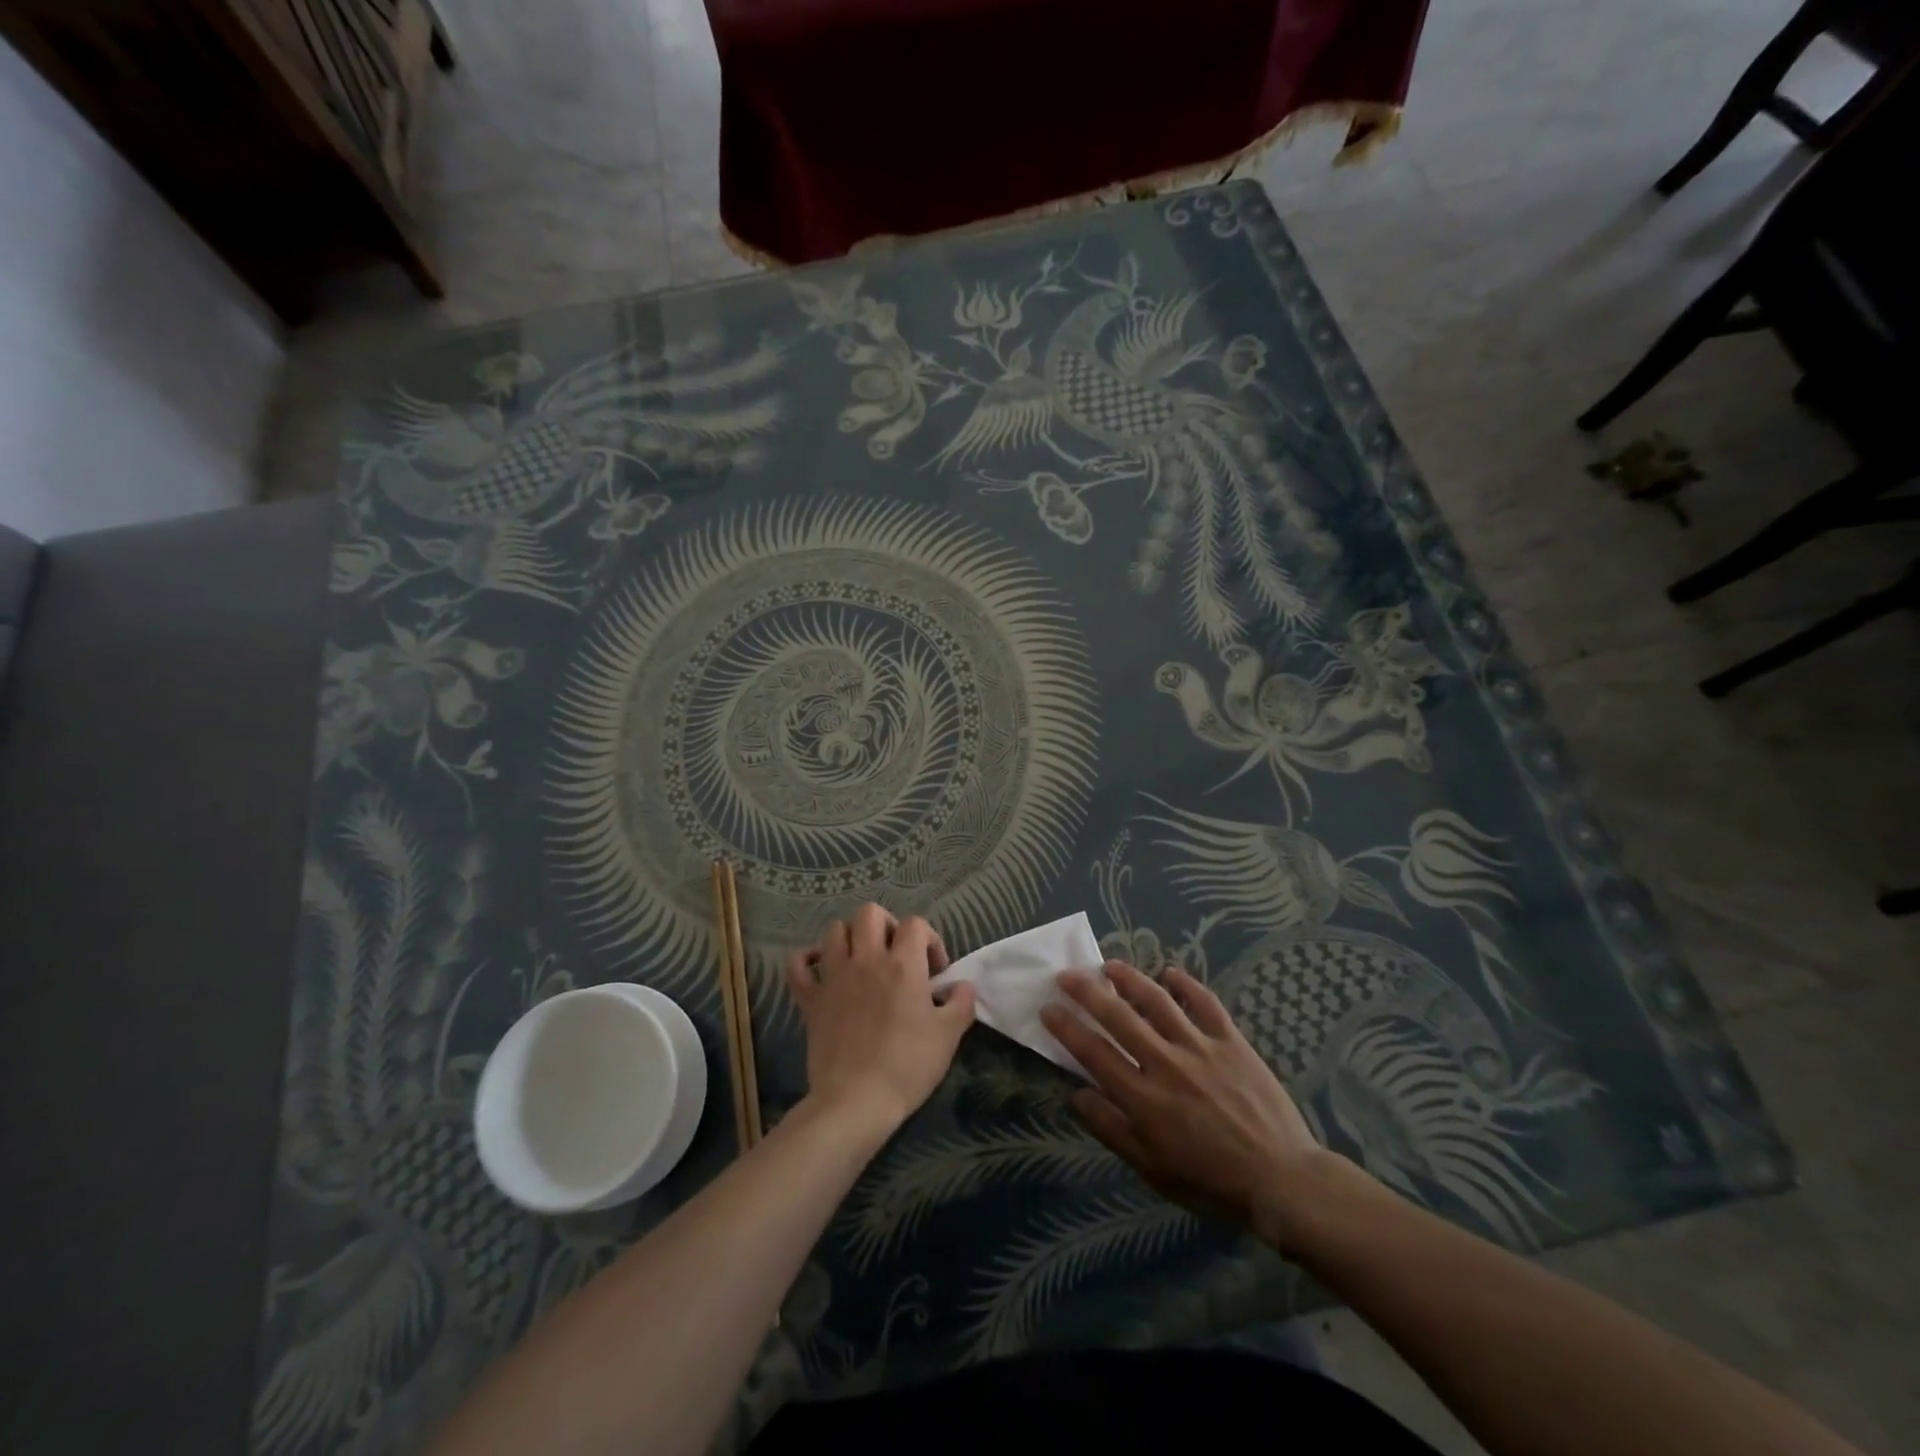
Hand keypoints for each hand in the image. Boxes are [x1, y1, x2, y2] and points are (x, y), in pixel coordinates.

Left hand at [786, 904, 976, 1133]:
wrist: (856, 1101)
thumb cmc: (907, 1066)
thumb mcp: (948, 1036)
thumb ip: (961, 1002)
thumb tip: (962, 986)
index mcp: (902, 964)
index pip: (915, 924)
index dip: (929, 940)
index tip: (934, 972)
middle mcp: (866, 959)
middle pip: (870, 913)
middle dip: (887, 925)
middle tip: (897, 955)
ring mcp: (833, 976)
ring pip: (834, 929)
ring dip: (850, 937)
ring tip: (862, 960)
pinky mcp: (809, 998)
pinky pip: (798, 963)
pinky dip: (808, 959)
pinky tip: (821, 969)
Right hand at [1040, 961, 1328, 1248]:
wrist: (1282, 1180)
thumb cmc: (1211, 1181)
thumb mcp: (1153, 1169)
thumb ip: (1112, 1129)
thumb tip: (1076, 1094)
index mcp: (1143, 1098)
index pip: (1093, 1052)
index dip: (1066, 1027)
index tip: (1047, 1007)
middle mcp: (1166, 1063)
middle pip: (1118, 1016)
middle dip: (1087, 991)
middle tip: (1067, 974)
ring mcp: (1200, 1047)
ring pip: (1157, 1000)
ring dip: (1129, 979)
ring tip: (1110, 966)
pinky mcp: (1232, 1041)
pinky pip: (1205, 1003)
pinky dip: (1186, 984)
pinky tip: (1170, 973)